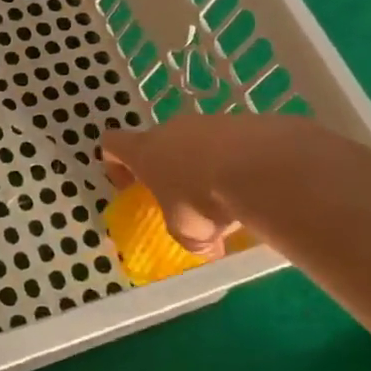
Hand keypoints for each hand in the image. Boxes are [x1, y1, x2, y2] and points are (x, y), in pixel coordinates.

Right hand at [102, 110, 323, 259]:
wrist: (259, 166)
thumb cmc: (203, 200)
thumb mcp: (188, 232)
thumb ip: (188, 236)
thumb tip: (206, 249)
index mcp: (144, 152)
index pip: (112, 143)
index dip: (115, 163)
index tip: (131, 187)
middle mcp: (170, 130)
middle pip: (158, 143)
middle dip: (169, 170)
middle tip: (185, 200)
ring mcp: (205, 122)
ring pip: (196, 143)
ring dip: (204, 166)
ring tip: (227, 198)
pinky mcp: (239, 121)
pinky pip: (229, 143)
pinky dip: (234, 162)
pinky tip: (251, 185)